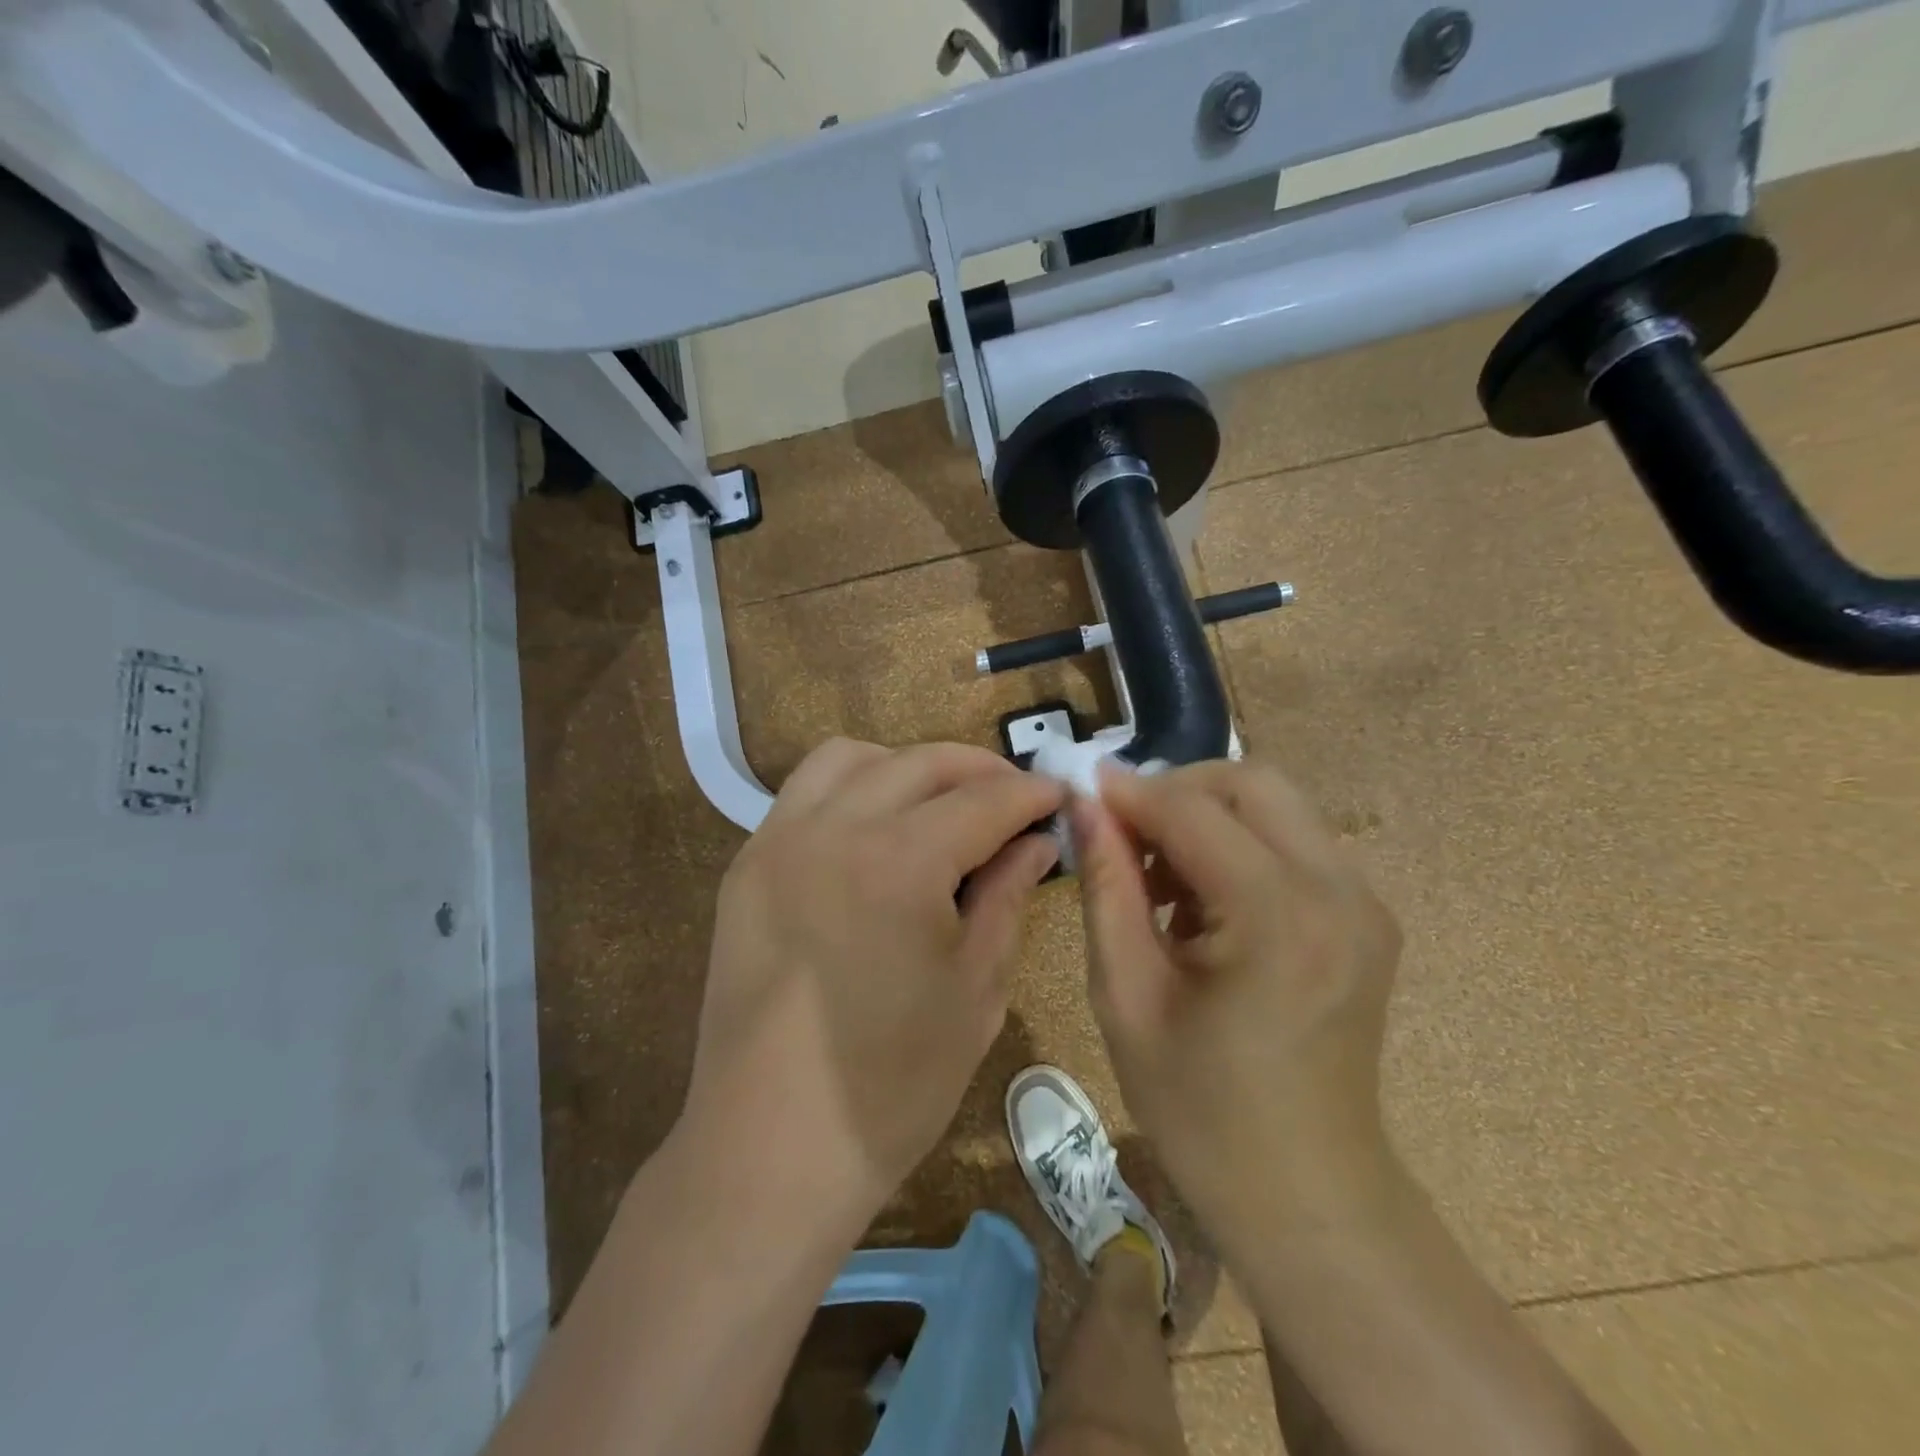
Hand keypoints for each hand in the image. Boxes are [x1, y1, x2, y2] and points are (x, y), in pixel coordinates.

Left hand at [680, 738, 1063, 1230]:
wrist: (771, 1148)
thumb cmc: (893, 1084)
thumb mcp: (976, 989)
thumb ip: (1008, 895)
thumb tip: (1037, 839)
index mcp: (899, 863)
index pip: (983, 800)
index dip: (1030, 793)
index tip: (1059, 793)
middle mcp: (832, 829)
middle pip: (919, 763)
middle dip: (978, 770)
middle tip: (1013, 798)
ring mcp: (778, 840)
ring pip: (851, 758)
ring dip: (907, 767)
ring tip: (941, 804)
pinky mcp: (747, 865)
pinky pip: (804, 794)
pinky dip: (852, 788)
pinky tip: (877, 831)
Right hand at [1072, 759, 1403, 1242]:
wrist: (1308, 1195)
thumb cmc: (1200, 1109)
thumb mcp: (1127, 995)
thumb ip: (1106, 886)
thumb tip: (1084, 805)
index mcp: (1278, 917)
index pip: (1192, 810)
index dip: (1128, 792)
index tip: (1078, 789)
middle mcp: (1338, 891)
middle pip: (1250, 782)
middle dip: (1176, 790)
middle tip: (1123, 834)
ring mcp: (1364, 902)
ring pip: (1275, 806)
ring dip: (1207, 818)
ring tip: (1158, 876)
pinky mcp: (1367, 916)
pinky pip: (1294, 842)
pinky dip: (1240, 845)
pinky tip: (1204, 901)